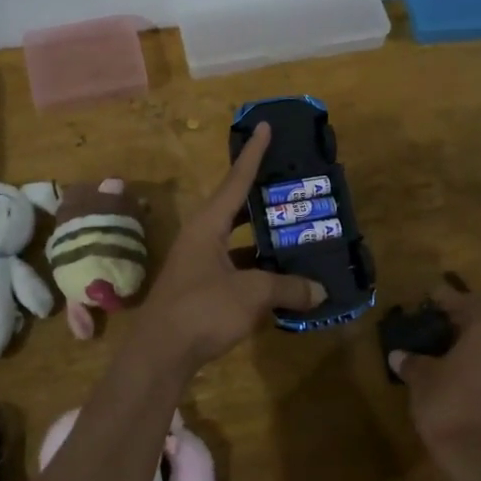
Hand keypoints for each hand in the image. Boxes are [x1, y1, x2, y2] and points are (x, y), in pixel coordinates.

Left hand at [125, 123, 325, 377]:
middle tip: (292, 184)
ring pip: (237, 238)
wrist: (159, 354)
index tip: (264, 126)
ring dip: (263, 235)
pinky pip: (235, 264)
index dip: (253, 153)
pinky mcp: (201, 286)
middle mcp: (201, 236)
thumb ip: (288, 288)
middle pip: (236, 206)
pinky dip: (257, 266)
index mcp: (208, 224)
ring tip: (295, 228)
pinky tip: (281, 275)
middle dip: (263, 195)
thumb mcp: (251, 296)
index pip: (236, 180)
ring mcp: (199, 262)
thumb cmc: (202, 311)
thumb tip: (321, 290)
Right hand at [389, 284, 480, 480]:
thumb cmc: (450, 408)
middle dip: (472, 323)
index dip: (446, 297)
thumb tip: (398, 355)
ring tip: (458, 355)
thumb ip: (412, 363)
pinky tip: (472, 381)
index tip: (432, 295)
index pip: (466, 302)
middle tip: (448, 327)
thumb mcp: (422, 381)